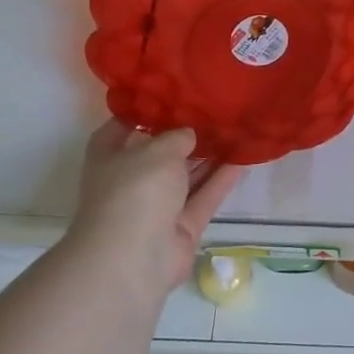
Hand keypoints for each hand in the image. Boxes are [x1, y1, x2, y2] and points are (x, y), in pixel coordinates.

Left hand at [65, 121, 245, 297]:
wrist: (133, 259)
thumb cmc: (135, 191)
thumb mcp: (159, 150)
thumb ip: (177, 136)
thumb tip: (188, 134)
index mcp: (109, 157)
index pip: (123, 127)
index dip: (145, 111)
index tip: (174, 94)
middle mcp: (130, 180)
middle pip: (160, 153)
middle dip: (185, 135)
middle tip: (215, 110)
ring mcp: (156, 207)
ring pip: (186, 176)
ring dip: (208, 156)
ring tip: (235, 129)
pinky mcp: (181, 227)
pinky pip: (204, 197)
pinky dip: (221, 180)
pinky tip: (244, 158)